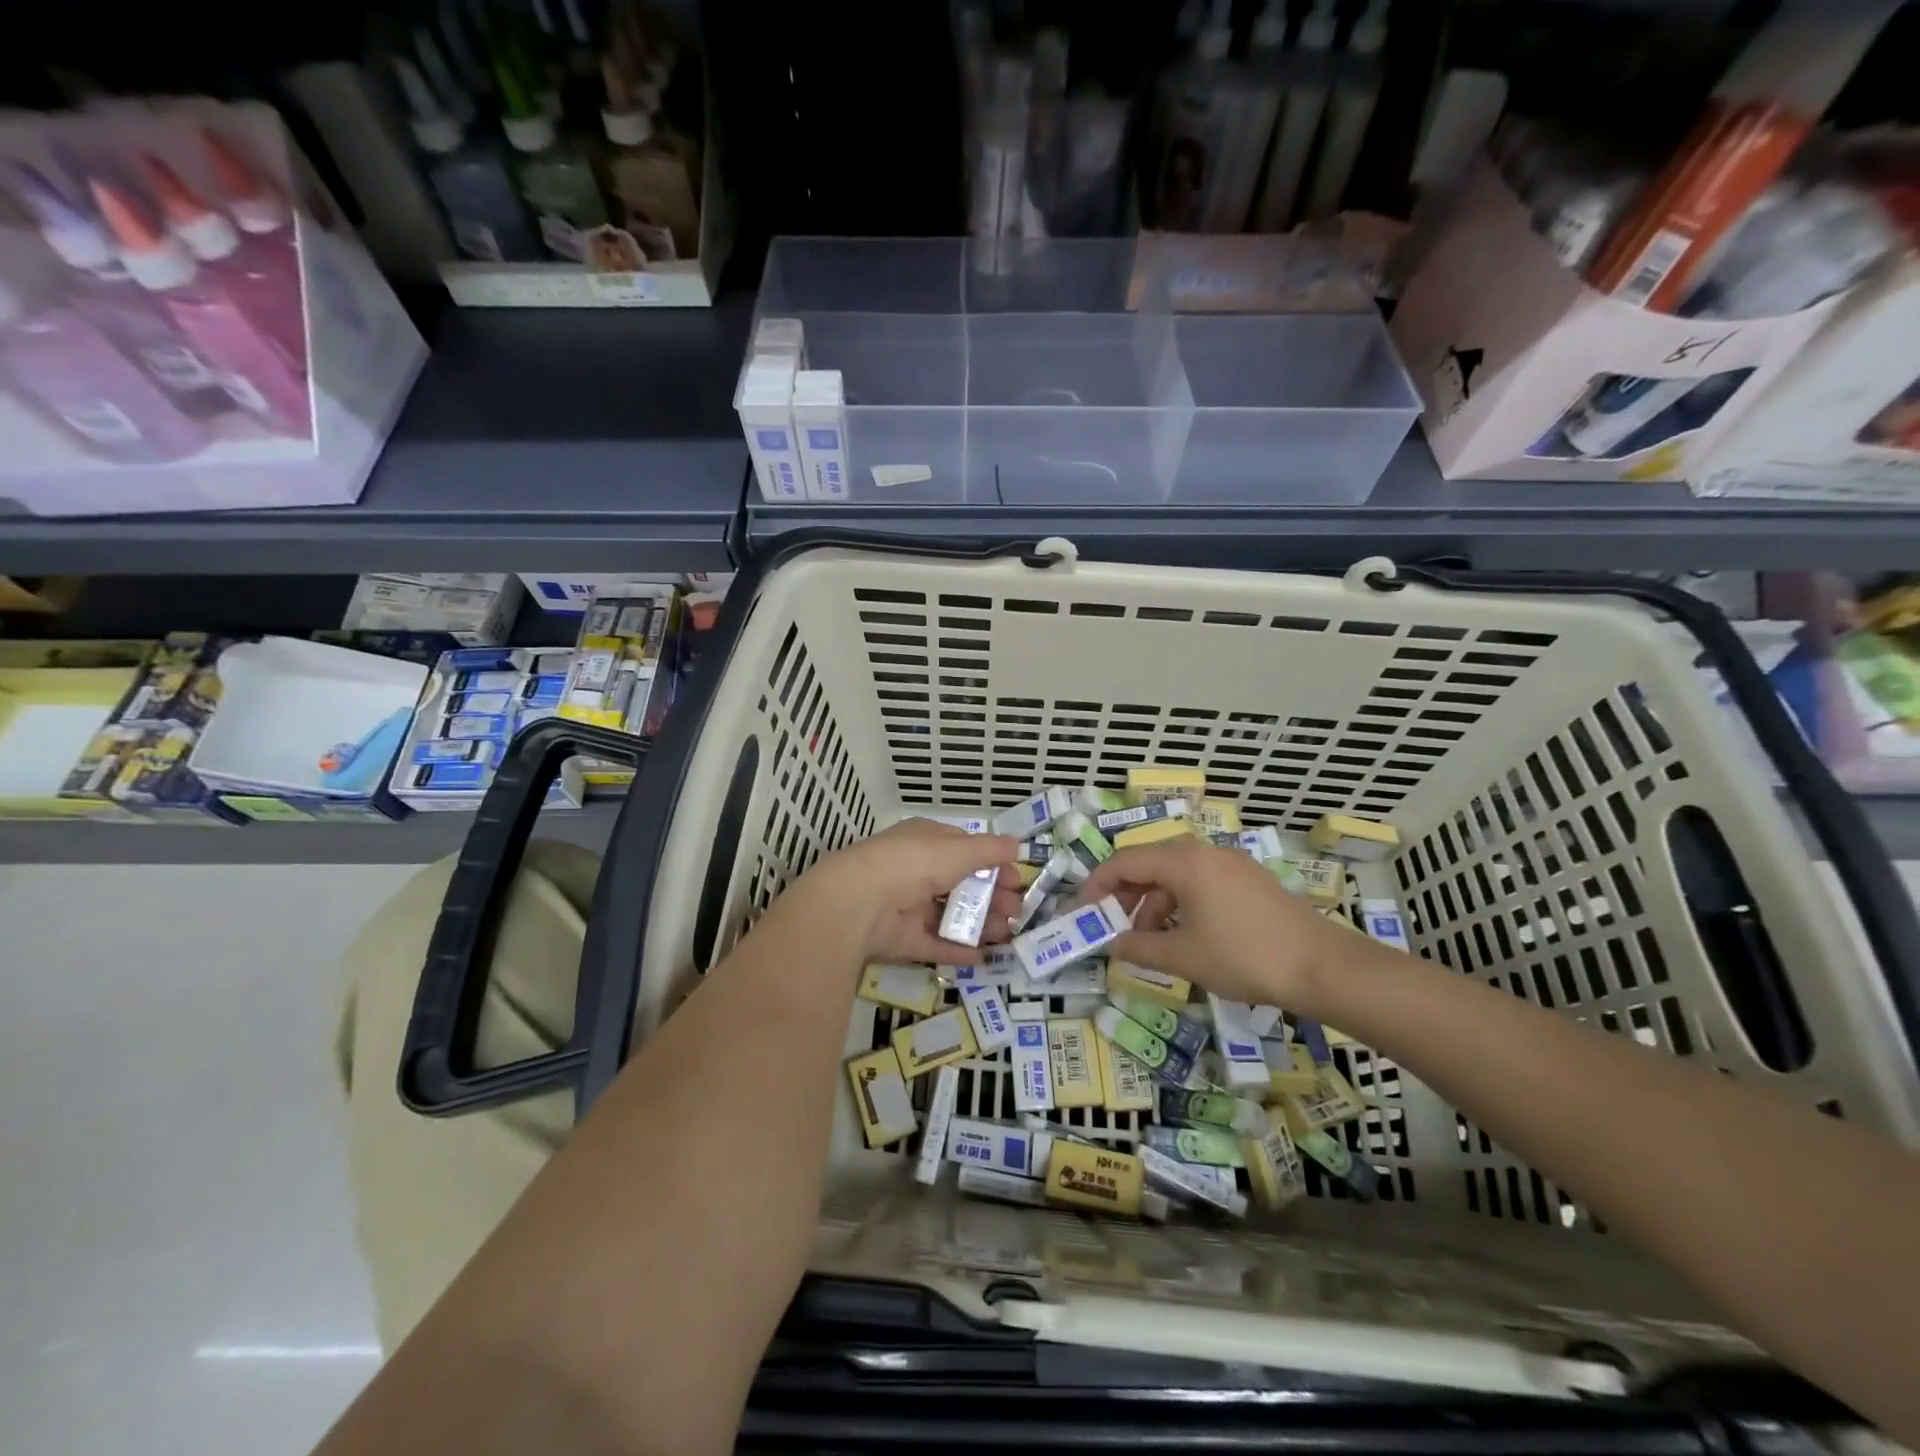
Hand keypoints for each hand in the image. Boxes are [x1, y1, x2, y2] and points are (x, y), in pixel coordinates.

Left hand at [802, 818, 1022, 965]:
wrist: (861, 902)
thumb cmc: (914, 864)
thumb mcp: (959, 850)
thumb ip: (990, 850)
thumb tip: (1017, 844)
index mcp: (926, 842)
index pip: (964, 850)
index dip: (993, 865)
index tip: (1017, 881)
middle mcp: (916, 871)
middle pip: (961, 885)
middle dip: (992, 898)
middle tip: (1017, 912)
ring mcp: (907, 906)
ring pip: (951, 916)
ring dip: (981, 924)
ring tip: (1008, 935)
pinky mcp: (902, 940)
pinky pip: (935, 944)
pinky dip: (958, 950)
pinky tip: (983, 957)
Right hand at [1077, 838, 1356, 1014]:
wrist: (1324, 967)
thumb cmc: (1244, 956)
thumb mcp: (1184, 956)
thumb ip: (1140, 947)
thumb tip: (1112, 945)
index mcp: (1185, 862)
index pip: (1125, 862)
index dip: (1097, 884)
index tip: (1082, 910)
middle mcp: (1206, 852)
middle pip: (1150, 865)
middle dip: (1126, 896)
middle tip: (1113, 928)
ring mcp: (1232, 864)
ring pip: (1177, 876)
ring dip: (1155, 905)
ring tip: (1153, 942)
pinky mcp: (1251, 881)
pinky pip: (1201, 883)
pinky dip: (1182, 904)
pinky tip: (1186, 936)